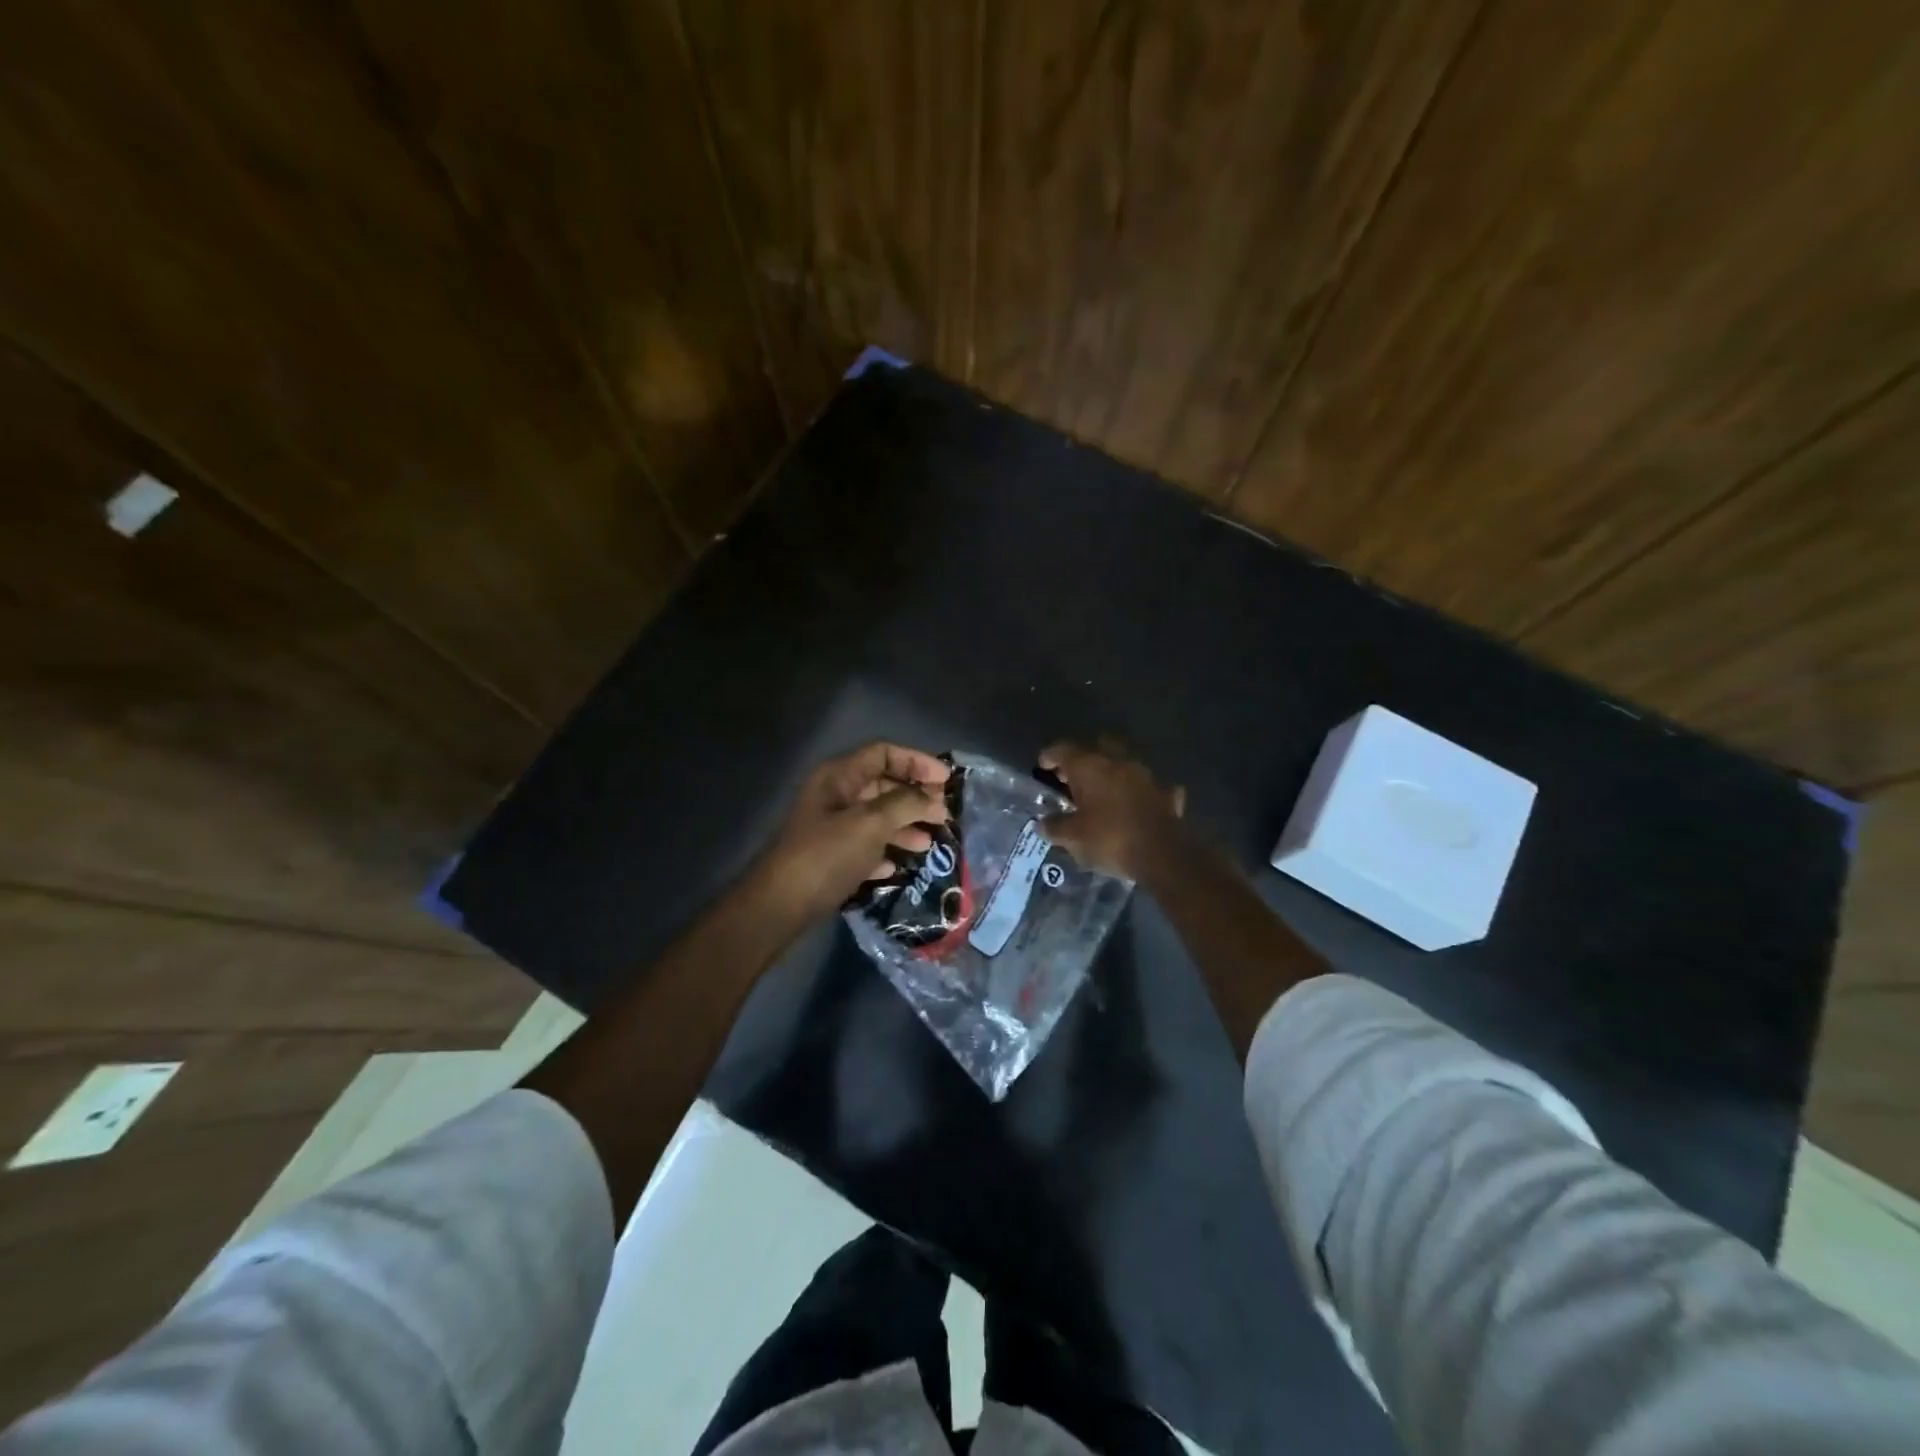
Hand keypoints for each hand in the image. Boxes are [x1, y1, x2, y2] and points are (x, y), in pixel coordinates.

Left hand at [751, 742, 951, 922]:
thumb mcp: (870, 824)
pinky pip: (865, 846)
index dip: (917, 762)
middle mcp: (834, 796)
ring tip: (928, 844)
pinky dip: (884, 852)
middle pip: (882, 785)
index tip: (947, 781)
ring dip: (904, 827)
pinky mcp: (830, 858)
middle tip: (943, 815)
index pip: (884, 753)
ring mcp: (830, 828)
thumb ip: (906, 804)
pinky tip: (897, 867)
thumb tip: (934, 800)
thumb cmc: (826, 855)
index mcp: (839, 777)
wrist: (780, 906)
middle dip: (914, 798)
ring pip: (876, 818)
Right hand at [1038, 739, 1186, 879]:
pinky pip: (1146, 786)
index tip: (1043, 766)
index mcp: (1090, 766)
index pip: (1063, 749)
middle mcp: (1117, 762)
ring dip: (1110, 773)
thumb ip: (1055, 827)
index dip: (1050, 756)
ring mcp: (1144, 775)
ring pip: (1122, 763)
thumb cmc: (1110, 839)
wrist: (1162, 854)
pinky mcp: (1164, 793)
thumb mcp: (1073, 838)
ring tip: (1099, 792)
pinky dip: (1137, 791)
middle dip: (1082, 759)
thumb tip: (1042, 823)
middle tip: (1070, 777)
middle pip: (1096, 748)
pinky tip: (1133, 803)